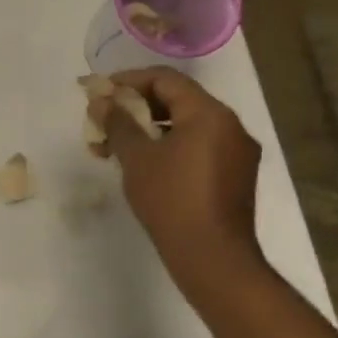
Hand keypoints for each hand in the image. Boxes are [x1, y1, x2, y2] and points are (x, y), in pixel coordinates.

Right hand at [92, 68, 265, 300]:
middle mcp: (230, 126)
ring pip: (187, 126)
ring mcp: (237, 152)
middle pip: (178, 100)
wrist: (213, 258)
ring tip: (116, 147)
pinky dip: (170, 147)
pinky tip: (144, 165)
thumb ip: (118, 123)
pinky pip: (199, 147)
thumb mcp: (137, 158)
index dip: (128, 80)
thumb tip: (101, 101)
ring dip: (150, 129)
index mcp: (209, 114)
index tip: (100, 93)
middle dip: (136, 107)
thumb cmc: (172, 201)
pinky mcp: (235, 176)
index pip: (165, 79)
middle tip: (104, 121)